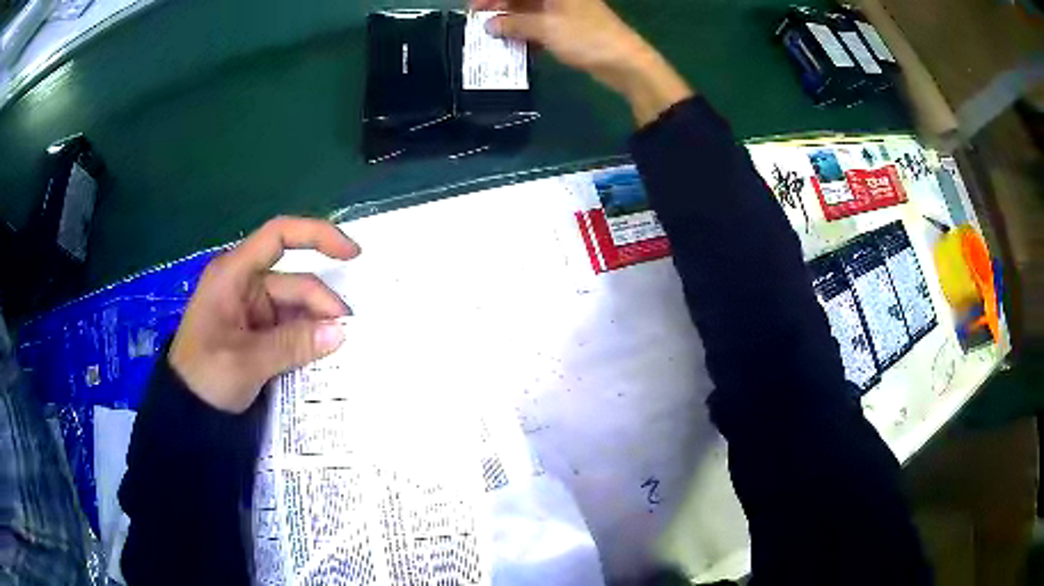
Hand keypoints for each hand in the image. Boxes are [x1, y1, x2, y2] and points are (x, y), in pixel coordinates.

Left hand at [169, 217, 359, 412]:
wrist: (186, 410)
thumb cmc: (204, 376)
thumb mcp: (246, 361)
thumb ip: (292, 345)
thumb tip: (340, 332)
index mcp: (234, 274)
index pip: (279, 236)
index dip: (317, 236)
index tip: (352, 254)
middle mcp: (245, 284)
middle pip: (295, 282)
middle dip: (321, 306)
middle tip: (346, 336)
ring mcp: (252, 309)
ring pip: (296, 308)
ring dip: (316, 326)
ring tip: (336, 351)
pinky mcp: (257, 332)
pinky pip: (289, 328)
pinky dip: (306, 339)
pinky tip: (320, 356)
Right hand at [472, 0, 692, 125]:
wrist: (624, 62)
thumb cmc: (585, 37)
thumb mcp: (545, 27)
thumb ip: (513, 24)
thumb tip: (489, 26)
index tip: (475, 8)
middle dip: (499, 7)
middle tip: (480, 23)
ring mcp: (564, 10)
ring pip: (529, 10)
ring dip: (511, 22)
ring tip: (492, 36)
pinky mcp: (569, 27)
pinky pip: (540, 25)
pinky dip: (526, 32)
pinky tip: (514, 44)